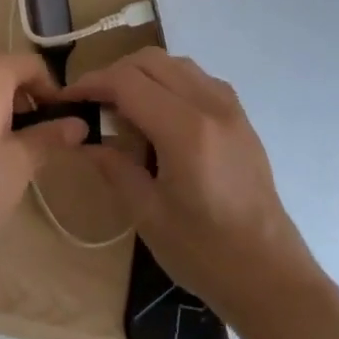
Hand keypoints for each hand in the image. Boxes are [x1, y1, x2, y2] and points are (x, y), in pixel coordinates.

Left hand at [0, 54, 86, 286]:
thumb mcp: (19, 164)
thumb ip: (50, 135)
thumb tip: (78, 123)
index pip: (31, 65)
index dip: (52, 91)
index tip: (61, 124)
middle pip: (2, 70)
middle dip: (25, 99)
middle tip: (38, 140)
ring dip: (0, 106)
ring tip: (9, 148)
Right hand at [64, 47, 318, 326]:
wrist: (271, 277)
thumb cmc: (205, 253)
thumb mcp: (147, 214)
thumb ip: (113, 167)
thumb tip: (83, 139)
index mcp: (185, 130)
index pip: (127, 82)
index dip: (91, 83)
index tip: (67, 99)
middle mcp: (211, 106)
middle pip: (151, 61)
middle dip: (114, 73)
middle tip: (93, 104)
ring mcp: (231, 109)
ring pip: (176, 63)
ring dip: (143, 74)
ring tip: (123, 108)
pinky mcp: (241, 119)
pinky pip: (198, 79)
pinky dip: (169, 82)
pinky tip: (159, 115)